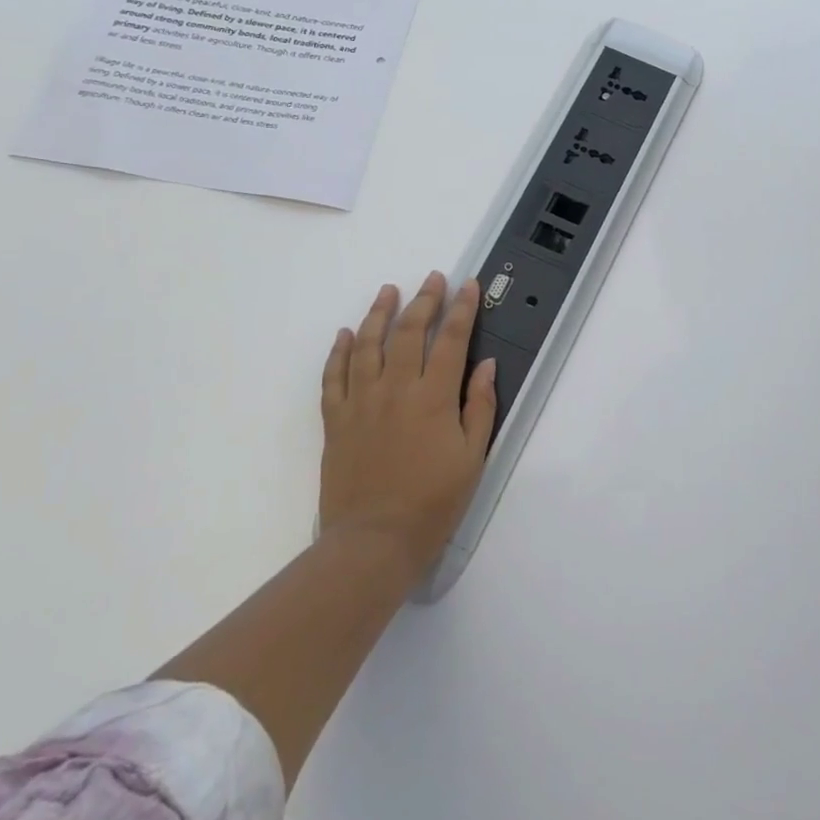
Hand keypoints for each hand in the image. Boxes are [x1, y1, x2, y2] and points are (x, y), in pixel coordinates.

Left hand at [318, 274, 496, 579]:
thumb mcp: (473, 457)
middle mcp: (395, 389)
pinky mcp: (335, 420)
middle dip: (423, 301)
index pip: (451, 340)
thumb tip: (485, 364)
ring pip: (368, 345)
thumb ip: (480, 406)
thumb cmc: (433, 502)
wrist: (374, 541)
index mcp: (433, 398)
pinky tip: (346, 334)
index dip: (461, 309)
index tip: (468, 285)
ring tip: (388, 291)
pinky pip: (334, 376)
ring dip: (379, 313)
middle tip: (432, 279)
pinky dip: (339, 351)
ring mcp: (361, 402)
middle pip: (408, 333)